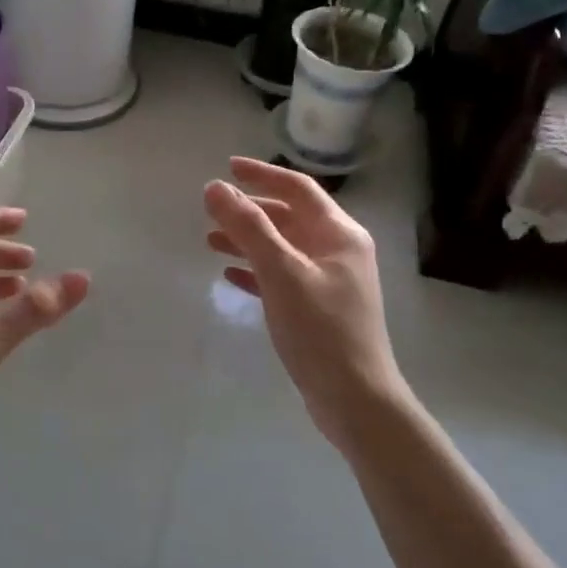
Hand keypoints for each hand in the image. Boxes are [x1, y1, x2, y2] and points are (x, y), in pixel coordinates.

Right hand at [204, 158, 412, 453]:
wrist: (355, 399)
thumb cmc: (320, 330)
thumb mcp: (281, 272)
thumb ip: (248, 227)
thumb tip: (215, 187)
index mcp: (339, 234)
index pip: (297, 188)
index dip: (262, 174)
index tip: (227, 167)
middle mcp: (338, 251)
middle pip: (289, 217)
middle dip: (250, 211)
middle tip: (211, 210)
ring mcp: (330, 281)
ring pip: (283, 247)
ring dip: (249, 241)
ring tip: (211, 242)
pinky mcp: (319, 308)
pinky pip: (283, 276)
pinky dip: (257, 270)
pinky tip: (231, 275)